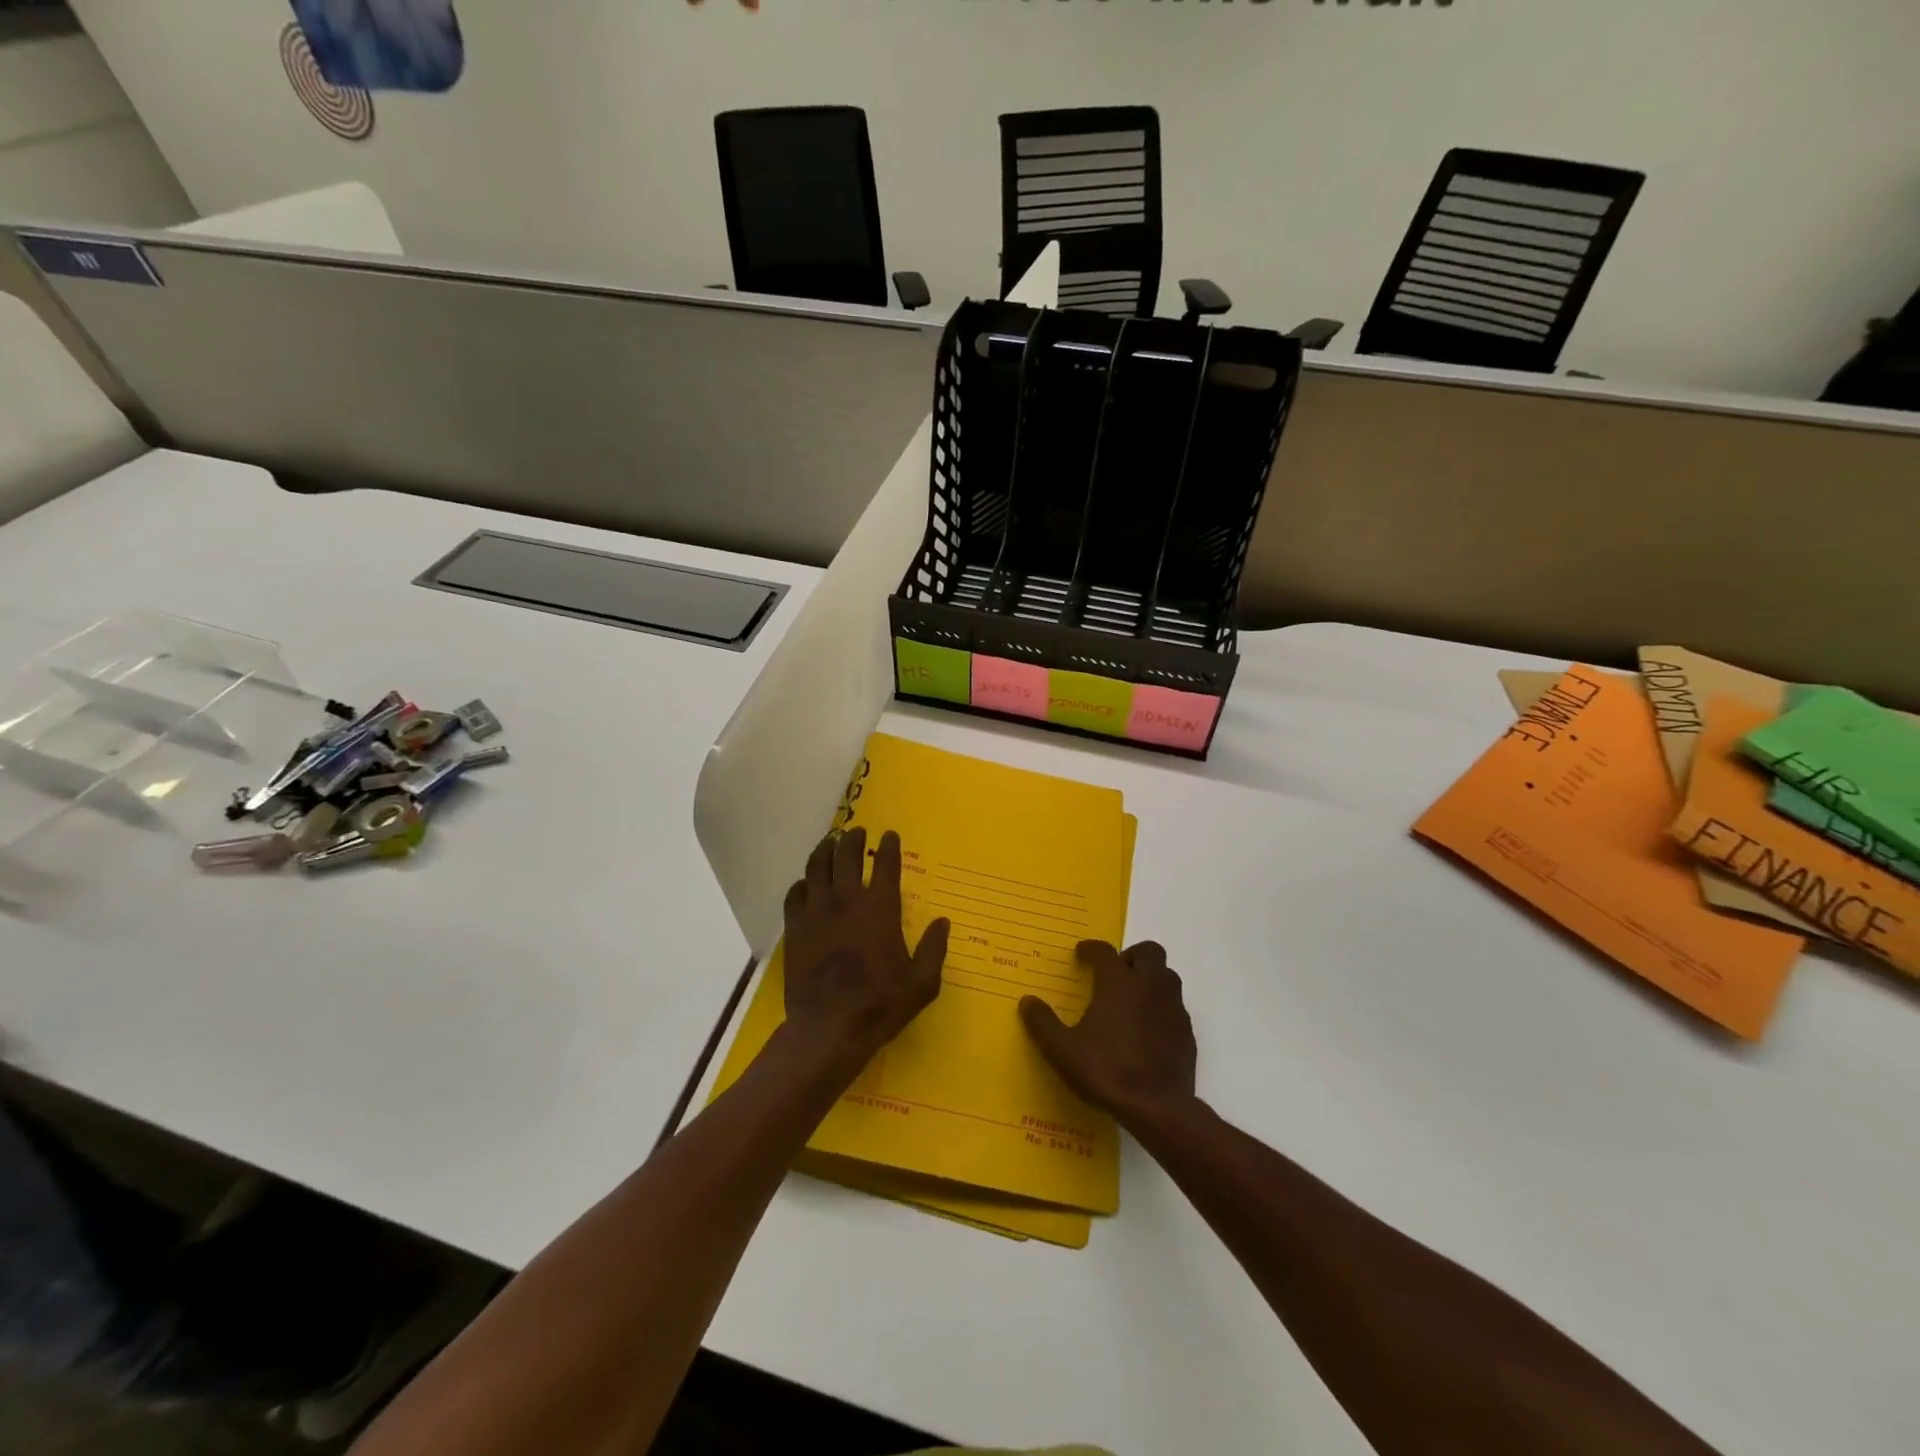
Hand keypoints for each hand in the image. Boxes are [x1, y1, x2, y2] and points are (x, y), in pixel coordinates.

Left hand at [781, 827, 947, 1077]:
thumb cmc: (881, 1005)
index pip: (885, 864)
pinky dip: (802, 883)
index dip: (889, 846)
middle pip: (846, 855)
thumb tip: (942, 922)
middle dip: (852, 839)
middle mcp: (847, 900)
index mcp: (880, 908)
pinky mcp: (795, 928)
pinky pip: (795, 893)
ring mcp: (816, 911)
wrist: (829, 1028)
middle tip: (856, 832)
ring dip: (824, 850)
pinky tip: (806, 884)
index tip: (889, 835)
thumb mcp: (922, 983)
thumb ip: (934, 949)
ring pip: (816, 866)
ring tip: (829, 843)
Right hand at [1020, 940, 1196, 1128]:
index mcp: (1118, 983)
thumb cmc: (1107, 1071)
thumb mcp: (1062, 1050)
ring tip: (1132, 999)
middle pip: (1148, 952)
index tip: (1081, 954)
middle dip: (1131, 956)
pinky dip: (1161, 1008)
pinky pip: (1175, 1007)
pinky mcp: (1187, 1032)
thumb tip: (1027, 1002)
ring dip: (1150, 978)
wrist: (1158, 1107)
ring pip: (1167, 976)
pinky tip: (1148, 1029)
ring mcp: (1172, 1008)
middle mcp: (1149, 985)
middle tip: (1114, 973)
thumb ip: (1043, 1023)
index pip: (1105, 951)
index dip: (1091, 949)